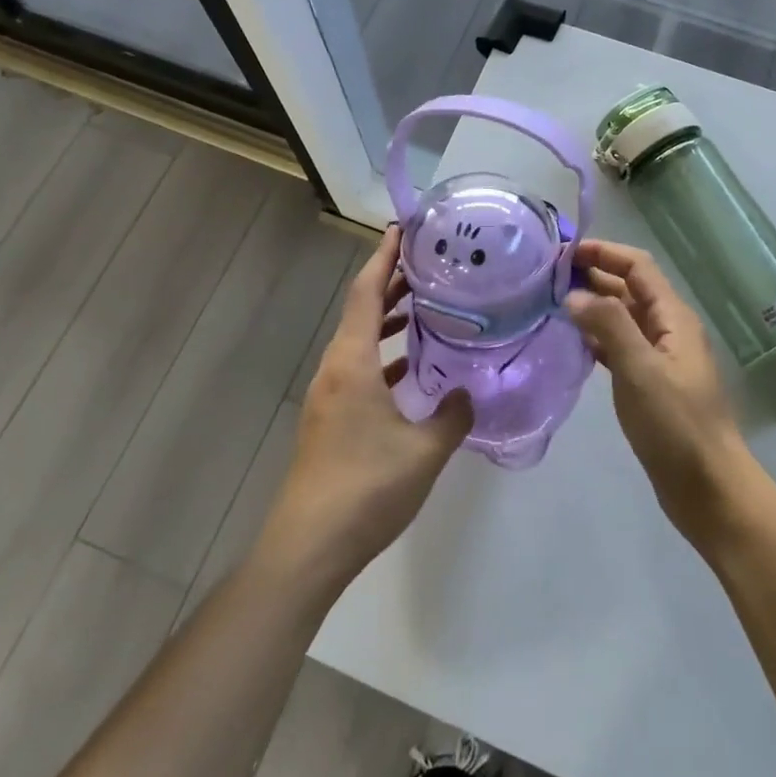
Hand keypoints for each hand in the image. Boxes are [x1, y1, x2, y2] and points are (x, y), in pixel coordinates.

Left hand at [261, 227, 473, 591]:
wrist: (309, 546)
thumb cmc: (366, 487)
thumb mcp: (424, 451)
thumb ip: (452, 415)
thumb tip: (467, 393)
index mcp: (352, 362)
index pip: (368, 292)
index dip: (384, 257)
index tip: (403, 230)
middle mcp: (336, 368)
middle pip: (362, 311)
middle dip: (392, 283)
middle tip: (430, 265)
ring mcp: (329, 394)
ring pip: (360, 340)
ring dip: (388, 320)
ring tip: (425, 307)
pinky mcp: (330, 418)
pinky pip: (358, 368)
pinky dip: (383, 356)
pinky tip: (410, 369)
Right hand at [565, 239, 750, 544]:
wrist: (708, 488)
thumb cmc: (676, 424)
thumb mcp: (641, 369)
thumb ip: (608, 325)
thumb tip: (574, 295)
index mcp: (673, 317)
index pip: (638, 267)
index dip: (604, 253)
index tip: (564, 254)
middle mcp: (668, 330)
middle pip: (629, 289)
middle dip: (594, 277)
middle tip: (548, 277)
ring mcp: (659, 358)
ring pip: (622, 318)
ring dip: (592, 306)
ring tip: (552, 304)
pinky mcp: (649, 384)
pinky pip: (619, 347)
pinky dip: (596, 338)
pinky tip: (571, 343)